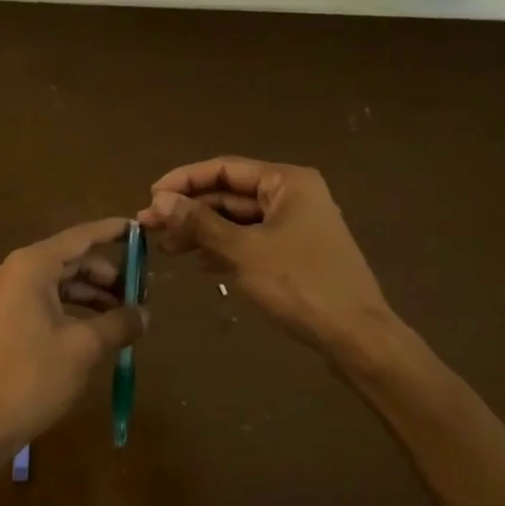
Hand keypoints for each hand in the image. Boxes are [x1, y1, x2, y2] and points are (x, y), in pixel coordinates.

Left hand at [0, 217, 148, 467]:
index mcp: (30, 266)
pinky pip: (42, 300)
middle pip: (69, 259)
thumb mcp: (83, 348)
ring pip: (56, 282)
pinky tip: (93, 329)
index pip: (80, 237)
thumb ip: (118, 324)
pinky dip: (70, 308)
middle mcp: (13, 271)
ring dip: (90, 294)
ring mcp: (2, 295)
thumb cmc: (30, 378)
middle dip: (106, 274)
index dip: (112, 232)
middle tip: (139, 291)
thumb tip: (145, 314)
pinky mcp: (0, 319)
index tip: (140, 230)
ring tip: (122, 315)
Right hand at [137, 157, 391, 356]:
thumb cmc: (299, 284)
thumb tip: (159, 201)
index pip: (224, 169)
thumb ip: (199, 223)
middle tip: (149, 227)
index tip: (150, 197)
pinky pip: (251, 241)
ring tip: (166, 249)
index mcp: (287, 182)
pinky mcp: (296, 253)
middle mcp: (293, 195)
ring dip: (202, 232)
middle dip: (190, 210)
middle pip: (230, 194)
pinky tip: (200, 264)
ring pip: (238, 220)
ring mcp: (296, 225)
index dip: (184, 180)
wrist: (355, 336)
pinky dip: (224, 249)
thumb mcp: (243, 251)